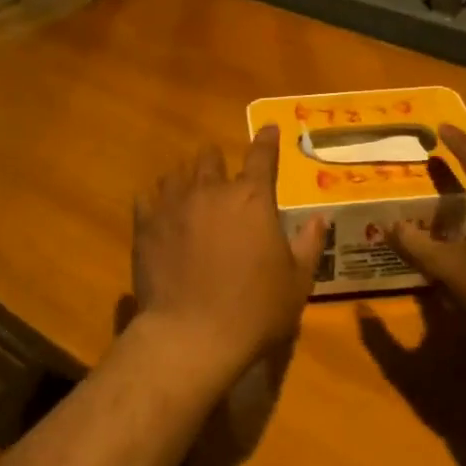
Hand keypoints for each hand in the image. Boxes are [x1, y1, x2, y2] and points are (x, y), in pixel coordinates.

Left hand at [131, 125, 329, 381]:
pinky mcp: (145, 225)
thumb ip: (308, 244)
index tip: (269, 129)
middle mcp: (211, 191)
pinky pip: (146, 199)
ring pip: (176, 174)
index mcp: (252, 198)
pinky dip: (155, 201)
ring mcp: (173, 205)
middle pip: (210, 157)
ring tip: (188, 191)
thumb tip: (320, 218)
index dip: (267, 141)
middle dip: (217, 160)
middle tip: (220, 172)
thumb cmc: (255, 310)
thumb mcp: (297, 281)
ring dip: (186, 178)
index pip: (262, 157)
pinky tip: (158, 211)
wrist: (191, 336)